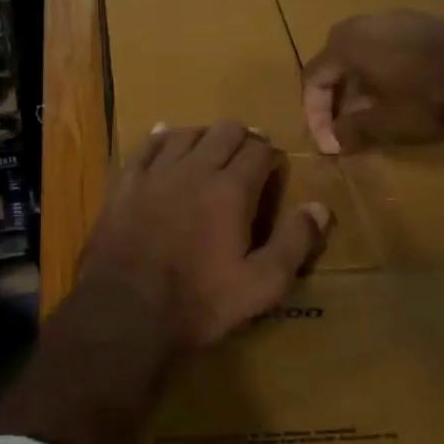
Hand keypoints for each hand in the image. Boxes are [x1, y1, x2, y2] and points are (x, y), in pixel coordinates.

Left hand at [77, 121, 330, 348]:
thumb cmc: (198, 302)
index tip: (273, 169)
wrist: (124, 312)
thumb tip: (319, 207)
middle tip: (247, 158)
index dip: (270, 155)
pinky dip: (162, 138)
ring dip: (204, 137)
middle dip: (242, 138)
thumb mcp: (260, 285)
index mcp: (231, 189)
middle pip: (224, 131)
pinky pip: (146, 145)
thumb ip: (294, 243)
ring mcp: (156, 172)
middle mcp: (195, 168)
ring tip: (210, 153)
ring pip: (186, 132)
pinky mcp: (125, 183)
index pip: (259, 150)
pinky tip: (166, 141)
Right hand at [302, 11, 443, 153]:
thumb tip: (333, 140)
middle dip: (335, 99)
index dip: (315, 115)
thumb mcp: (384, 124)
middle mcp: (365, 22)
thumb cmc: (429, 100)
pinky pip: (390, 48)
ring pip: (364, 54)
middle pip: (336, 63)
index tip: (329, 143)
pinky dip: (384, 73)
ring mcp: (398, 18)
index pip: (312, 78)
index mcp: (346, 43)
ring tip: (371, 116)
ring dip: (360, 86)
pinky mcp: (426, 24)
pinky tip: (400, 97)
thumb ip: (350, 131)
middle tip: (343, 128)